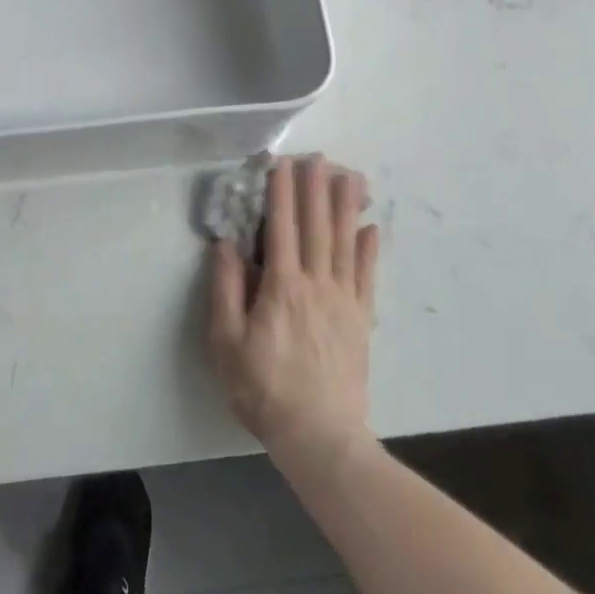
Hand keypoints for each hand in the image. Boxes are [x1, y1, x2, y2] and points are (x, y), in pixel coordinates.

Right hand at [208, 156, 378, 470]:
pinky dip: (368, 248)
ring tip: (348, 176)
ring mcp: (343, 300)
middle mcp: (316, 283)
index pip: (280, 227)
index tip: (281, 163)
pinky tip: (369, 228)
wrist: (320, 436)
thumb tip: (224, 243)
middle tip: (318, 156)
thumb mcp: (226, 342)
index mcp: (281, 286)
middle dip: (315, 188)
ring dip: (344, 206)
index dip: (280, 193)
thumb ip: (225, 289)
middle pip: (315, 226)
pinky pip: (366, 275)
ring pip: (344, 242)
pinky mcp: (360, 319)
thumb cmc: (264, 389)